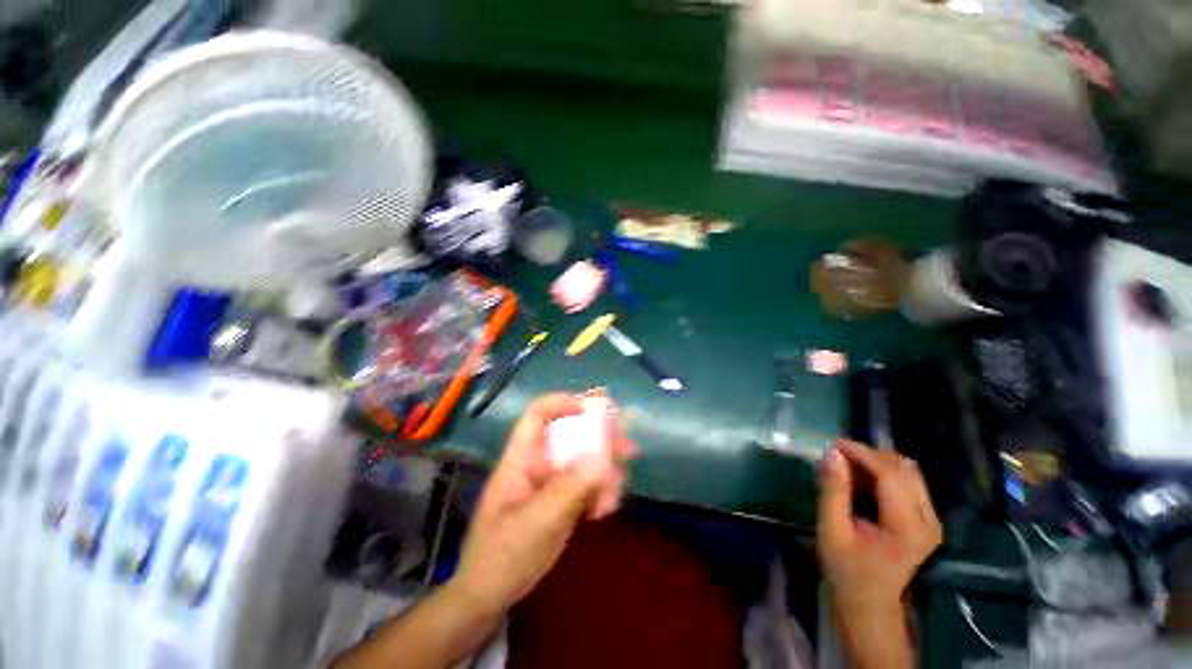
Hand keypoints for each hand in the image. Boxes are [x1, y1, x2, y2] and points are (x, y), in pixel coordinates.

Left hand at [452, 393, 634, 617]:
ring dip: (604, 472)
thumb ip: (570, 488)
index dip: (564, 403)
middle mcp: (537, 463)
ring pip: (582, 461)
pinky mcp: (560, 500)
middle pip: (569, 434)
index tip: (595, 410)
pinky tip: (603, 510)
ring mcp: (549, 482)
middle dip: (600, 439)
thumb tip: (603, 459)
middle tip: (627, 448)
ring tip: (612, 496)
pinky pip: (585, 484)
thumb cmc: (503, 556)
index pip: (538, 414)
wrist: (488, 597)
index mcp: (521, 458)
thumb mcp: (537, 522)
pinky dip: (599, 492)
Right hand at [817, 439, 941, 616]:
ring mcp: (931, 519)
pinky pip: (908, 482)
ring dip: (876, 462)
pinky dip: (882, 473)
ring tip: (847, 466)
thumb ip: (833, 490)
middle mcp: (928, 520)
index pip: (890, 475)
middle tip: (837, 456)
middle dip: (869, 455)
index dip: (862, 453)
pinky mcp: (927, 519)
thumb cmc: (846, 569)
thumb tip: (832, 453)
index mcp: (908, 528)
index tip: (833, 443)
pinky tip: (861, 479)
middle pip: (904, 469)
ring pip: (908, 472)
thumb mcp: (831, 530)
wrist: (869, 603)